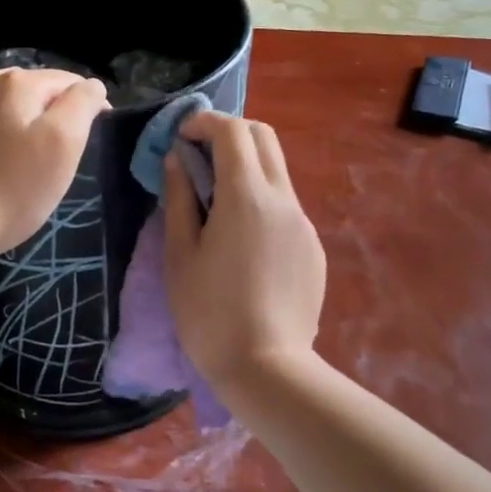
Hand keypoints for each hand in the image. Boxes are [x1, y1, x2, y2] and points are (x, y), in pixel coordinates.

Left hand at [0, 67, 108, 257]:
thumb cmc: (17, 187)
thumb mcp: (64, 145)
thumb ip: (81, 104)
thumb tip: (91, 86)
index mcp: (23, 83)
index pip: (70, 83)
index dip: (88, 104)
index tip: (96, 131)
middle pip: (36, 84)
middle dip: (53, 105)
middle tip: (59, 145)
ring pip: (3, 86)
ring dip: (19, 103)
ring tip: (23, 134)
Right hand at [163, 112, 325, 386]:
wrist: (267, 368)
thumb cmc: (209, 312)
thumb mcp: (180, 253)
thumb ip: (179, 197)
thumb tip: (178, 160)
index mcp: (246, 196)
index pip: (233, 131)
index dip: (204, 123)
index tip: (181, 137)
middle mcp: (282, 199)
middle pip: (263, 137)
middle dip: (230, 132)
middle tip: (199, 155)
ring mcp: (303, 222)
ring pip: (277, 170)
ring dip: (245, 165)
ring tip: (215, 199)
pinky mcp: (312, 246)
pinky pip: (285, 205)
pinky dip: (260, 198)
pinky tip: (241, 239)